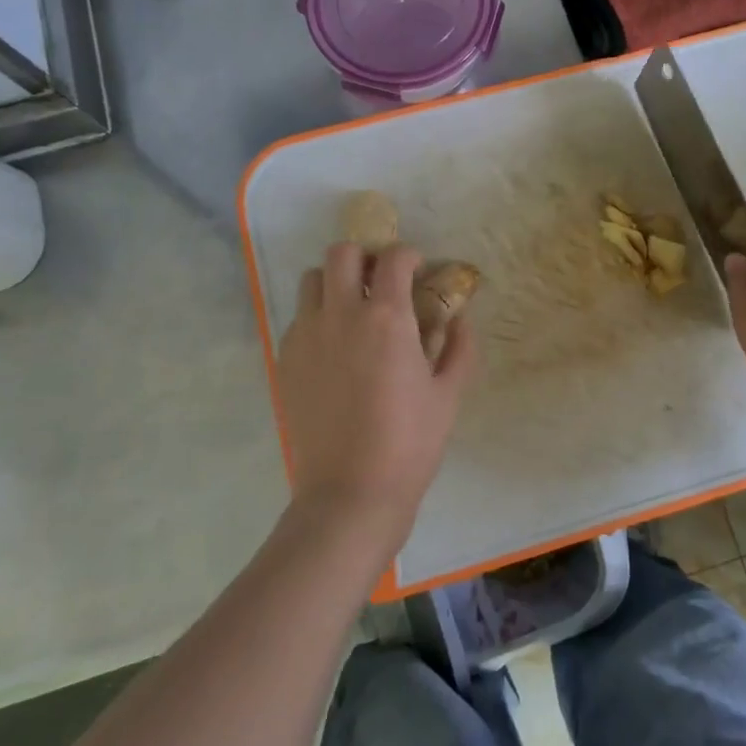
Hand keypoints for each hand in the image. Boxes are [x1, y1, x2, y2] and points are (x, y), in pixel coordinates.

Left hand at [275, 243, 474, 554]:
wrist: (350, 492)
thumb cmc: (410, 442)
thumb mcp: (449, 393)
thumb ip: (459, 346)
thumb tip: (460, 318)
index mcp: (387, 318)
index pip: (393, 258)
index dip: (409, 255)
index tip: (418, 270)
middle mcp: (341, 314)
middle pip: (341, 253)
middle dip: (365, 257)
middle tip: (381, 282)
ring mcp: (307, 335)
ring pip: (312, 280)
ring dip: (335, 282)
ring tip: (353, 309)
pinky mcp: (286, 358)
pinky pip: (298, 317)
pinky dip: (318, 316)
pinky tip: (335, 348)